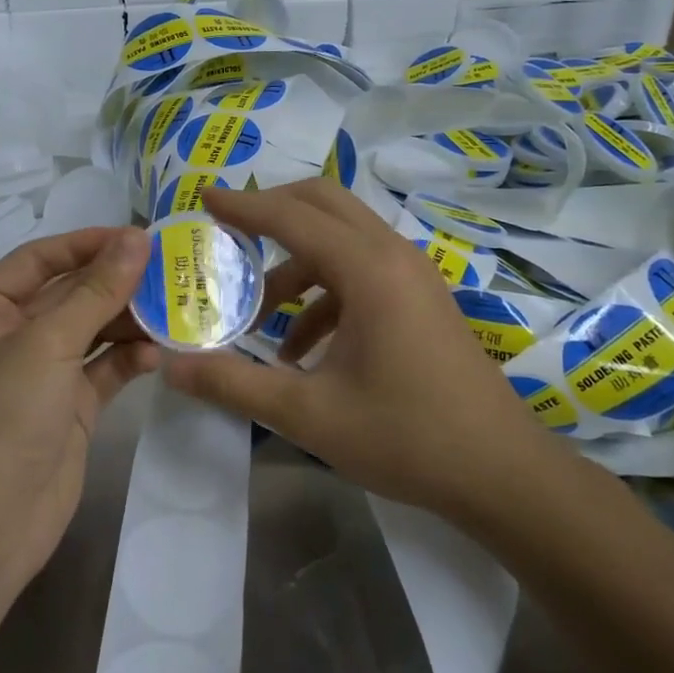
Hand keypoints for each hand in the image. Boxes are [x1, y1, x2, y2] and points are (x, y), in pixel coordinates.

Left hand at [0, 226, 158, 590]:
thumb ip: (97, 290)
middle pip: (68, 293)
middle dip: (115, 282)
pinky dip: (128, 358)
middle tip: (170, 268)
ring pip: (91, 330)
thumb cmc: (2, 415)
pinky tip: (158, 353)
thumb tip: (138, 239)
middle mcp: (8, 336)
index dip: (87, 243)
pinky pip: (103, 369)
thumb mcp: (48, 343)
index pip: (39, 259)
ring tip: (175, 305)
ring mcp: (40, 374)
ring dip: (129, 319)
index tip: (138, 236)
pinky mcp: (67, 408)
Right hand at [161, 181, 558, 520]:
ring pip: (343, 237)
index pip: (292, 217)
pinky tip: (303, 349)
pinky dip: (325, 292)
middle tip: (228, 232)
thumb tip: (171, 368)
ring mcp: (412, 274)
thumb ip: (234, 385)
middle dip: (272, 210)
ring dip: (296, 263)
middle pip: (324, 203)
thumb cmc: (405, 437)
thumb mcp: (308, 415)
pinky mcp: (421, 297)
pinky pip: (362, 271)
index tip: (203, 198)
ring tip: (259, 315)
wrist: (501, 474)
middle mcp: (392, 255)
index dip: (243, 205)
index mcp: (368, 269)